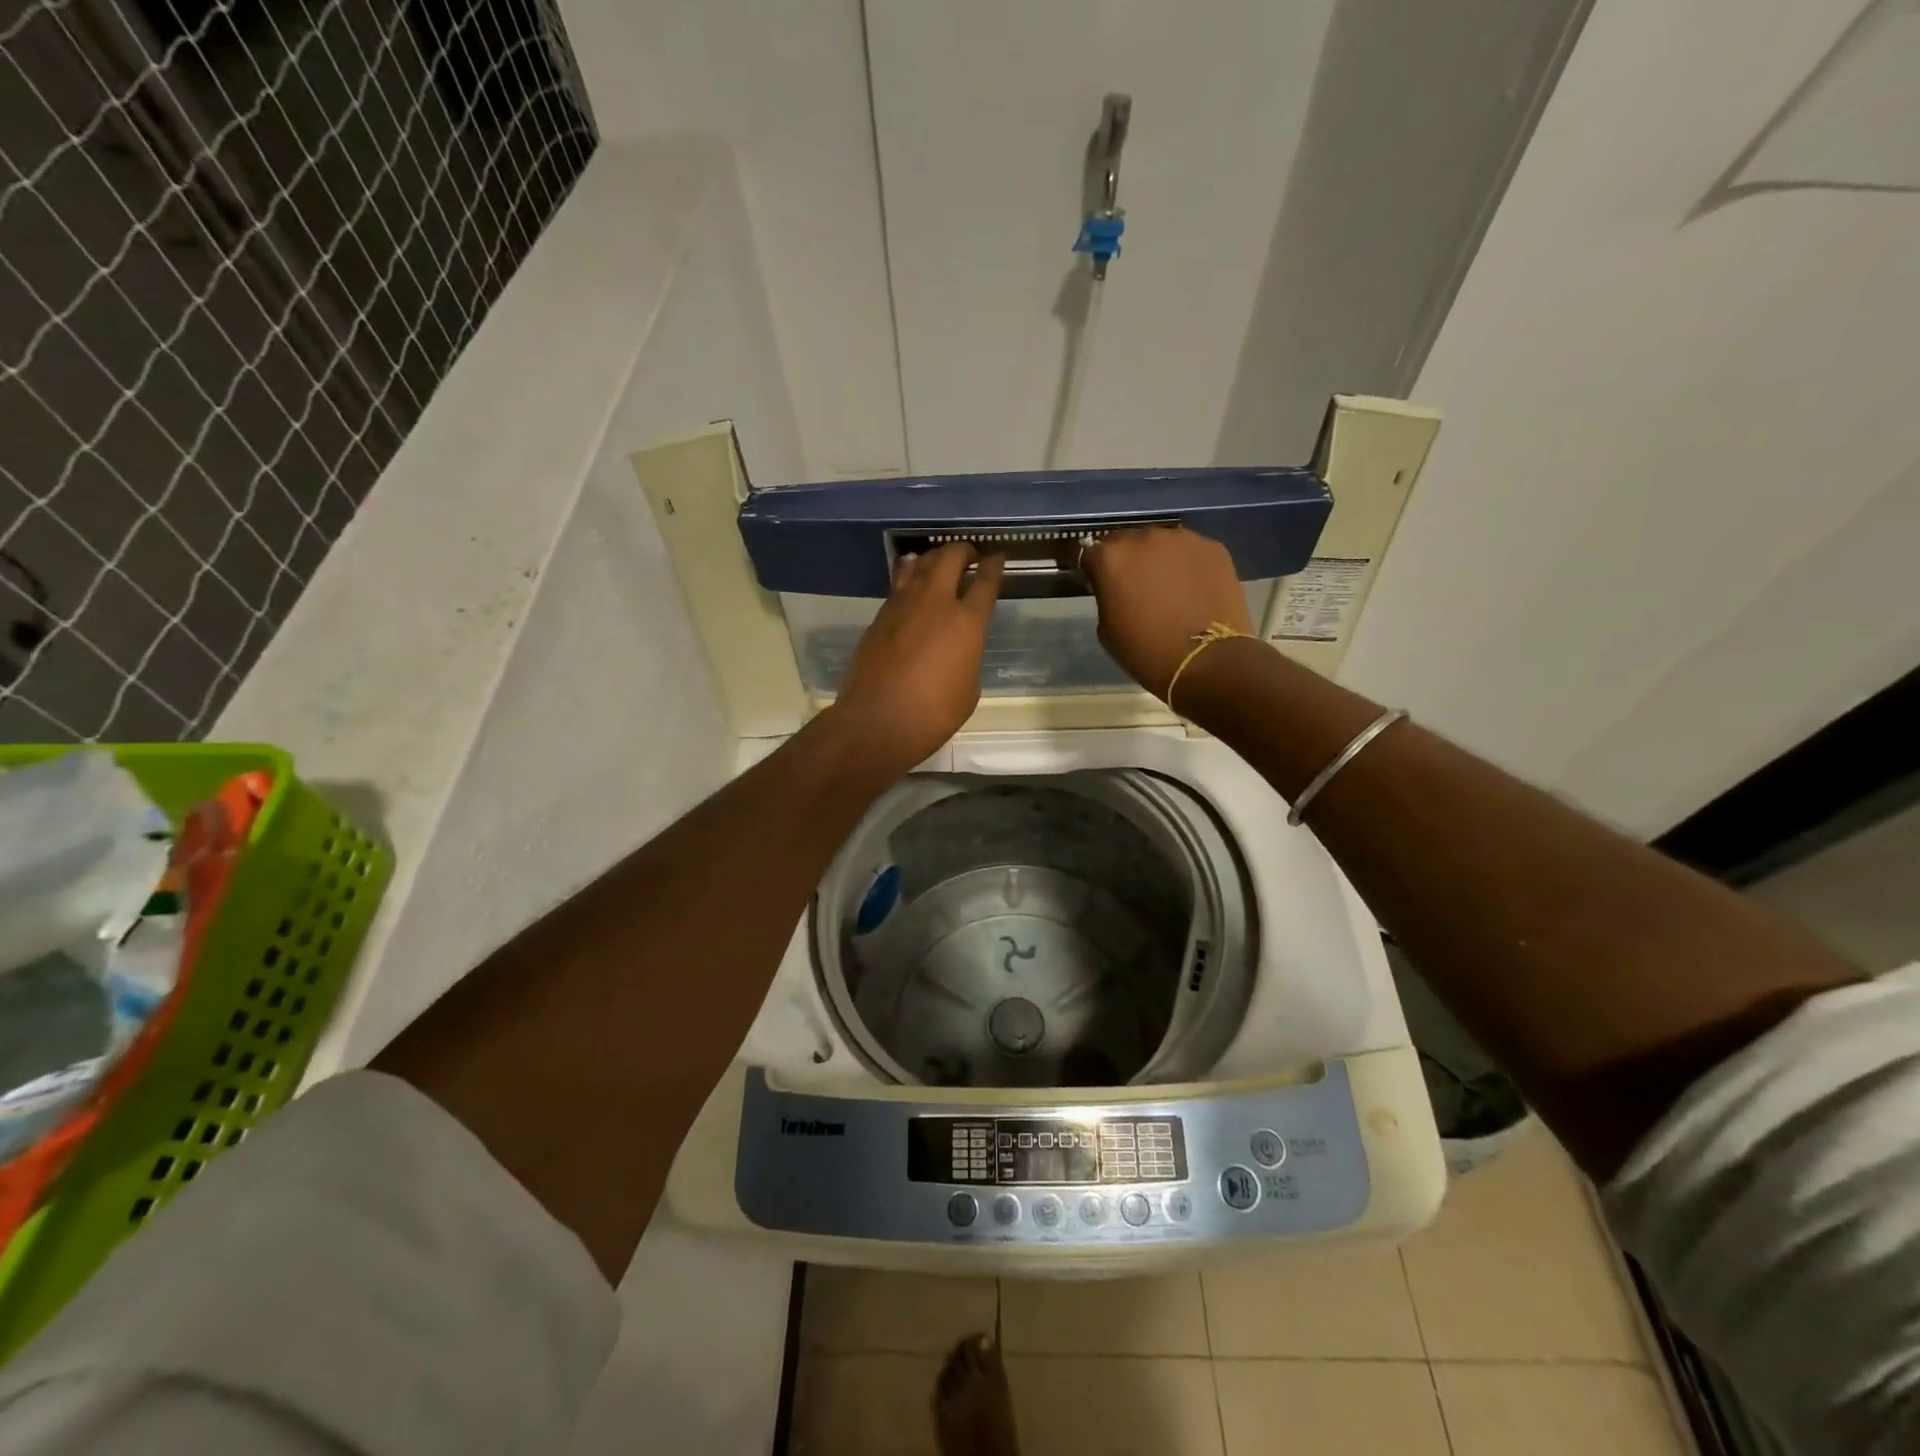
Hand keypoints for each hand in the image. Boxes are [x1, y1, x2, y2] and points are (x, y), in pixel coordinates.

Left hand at [828, 543, 1004, 776]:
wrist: (877, 721)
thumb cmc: (933, 714)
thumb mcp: (968, 689)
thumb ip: (967, 657)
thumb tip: (957, 647)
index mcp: (967, 623)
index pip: (986, 581)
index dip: (994, 565)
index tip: (998, 557)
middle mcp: (935, 603)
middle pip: (951, 558)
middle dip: (964, 551)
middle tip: (970, 556)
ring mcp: (903, 606)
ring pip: (920, 564)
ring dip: (934, 558)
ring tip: (941, 562)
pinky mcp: (879, 616)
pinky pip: (899, 584)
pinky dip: (910, 575)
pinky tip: (912, 578)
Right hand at [1080, 527, 1253, 698]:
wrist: (1207, 662)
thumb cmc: (1147, 652)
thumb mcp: (1107, 629)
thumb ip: (1107, 596)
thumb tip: (1116, 588)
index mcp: (1112, 557)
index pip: (1092, 552)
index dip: (1096, 570)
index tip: (1102, 586)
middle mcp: (1144, 538)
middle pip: (1128, 542)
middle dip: (1128, 561)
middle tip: (1136, 587)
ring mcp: (1182, 539)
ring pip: (1162, 544)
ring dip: (1159, 560)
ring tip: (1169, 588)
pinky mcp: (1213, 548)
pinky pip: (1191, 552)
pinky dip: (1187, 565)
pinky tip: (1193, 589)